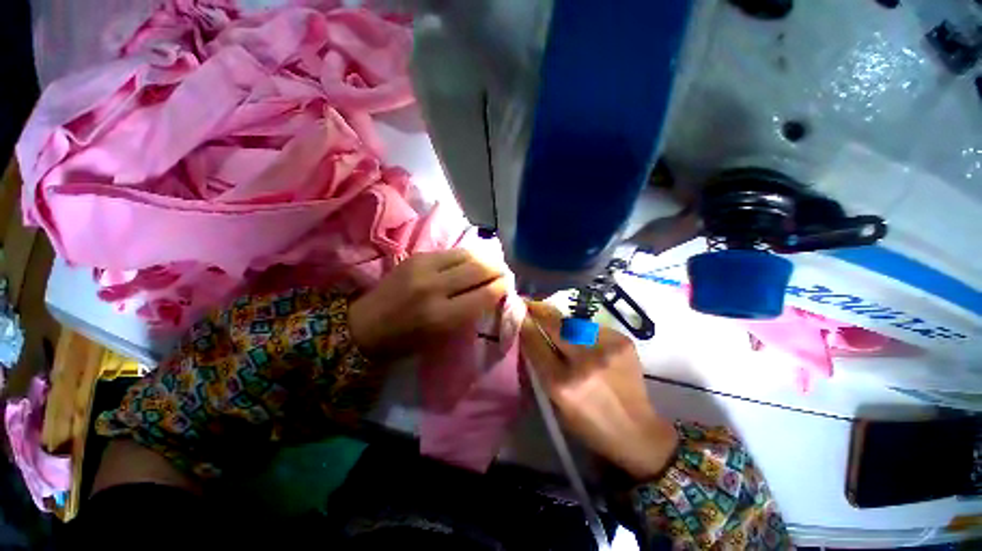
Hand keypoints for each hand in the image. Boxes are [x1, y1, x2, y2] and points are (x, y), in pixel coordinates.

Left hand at [349, 250, 507, 357]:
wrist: (363, 325)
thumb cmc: (405, 341)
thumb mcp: (441, 337)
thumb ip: (468, 314)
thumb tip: (491, 293)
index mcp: (441, 316)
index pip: (484, 295)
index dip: (501, 288)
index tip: (508, 285)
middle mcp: (435, 288)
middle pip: (478, 269)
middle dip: (497, 269)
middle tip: (504, 271)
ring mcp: (424, 267)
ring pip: (467, 255)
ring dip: (484, 258)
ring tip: (491, 263)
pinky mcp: (416, 256)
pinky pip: (451, 252)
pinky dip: (466, 256)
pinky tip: (471, 261)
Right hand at [521, 302, 677, 480]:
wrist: (637, 432)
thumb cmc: (589, 424)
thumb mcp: (556, 402)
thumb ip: (542, 368)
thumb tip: (530, 335)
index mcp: (562, 384)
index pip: (534, 342)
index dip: (523, 324)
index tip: (517, 313)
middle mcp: (584, 362)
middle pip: (554, 324)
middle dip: (538, 310)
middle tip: (530, 303)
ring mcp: (606, 348)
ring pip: (573, 322)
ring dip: (561, 321)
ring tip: (556, 323)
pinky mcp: (623, 341)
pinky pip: (592, 327)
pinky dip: (583, 331)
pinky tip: (584, 340)